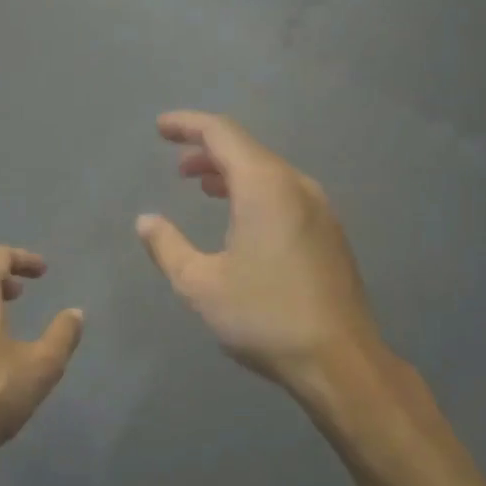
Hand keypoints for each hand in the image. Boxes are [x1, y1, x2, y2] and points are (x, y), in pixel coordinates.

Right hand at [136, 111, 382, 396]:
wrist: (338, 360)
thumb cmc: (263, 316)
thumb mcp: (201, 285)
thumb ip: (168, 247)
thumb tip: (146, 220)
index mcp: (265, 187)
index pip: (223, 134)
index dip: (188, 125)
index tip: (161, 128)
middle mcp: (297, 187)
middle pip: (249, 151)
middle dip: (209, 152)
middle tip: (178, 165)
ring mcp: (320, 211)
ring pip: (270, 175)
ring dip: (233, 175)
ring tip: (203, 187)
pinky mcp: (329, 235)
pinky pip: (286, 196)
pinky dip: (255, 194)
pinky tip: (241, 221)